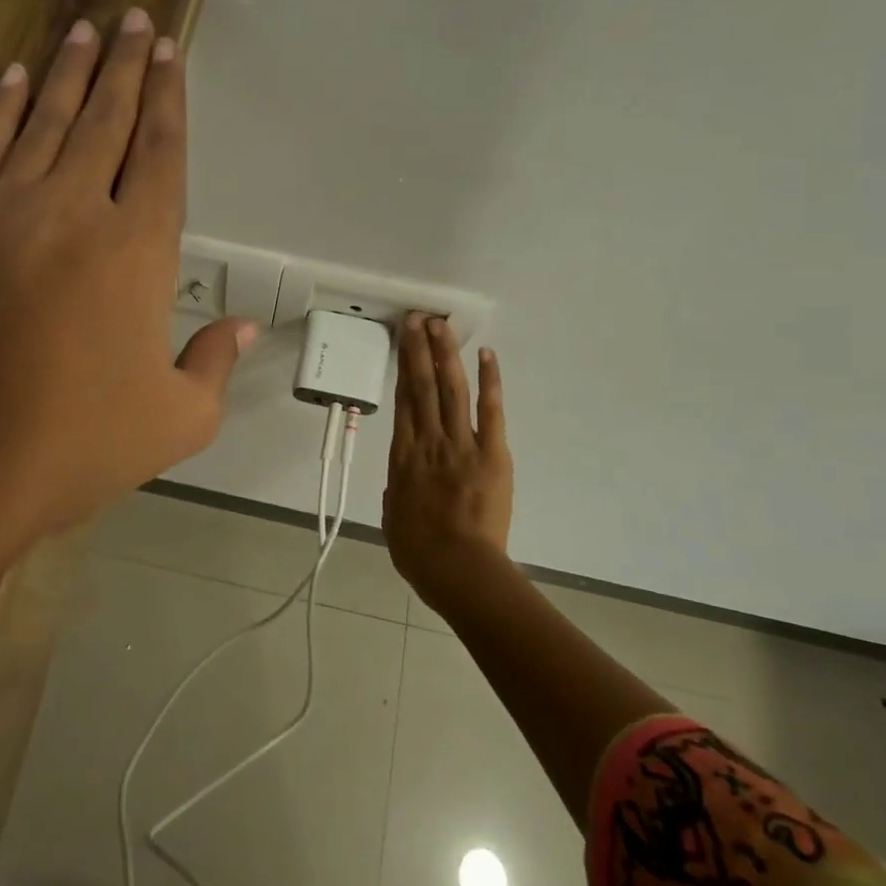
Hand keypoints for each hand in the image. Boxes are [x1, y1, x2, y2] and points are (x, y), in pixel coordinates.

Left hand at [0, 9, 255, 567]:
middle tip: (135, 19)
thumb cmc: (73, 448)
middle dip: (126, 67)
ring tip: (86, 29)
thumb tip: (244, 328)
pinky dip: (2, 108)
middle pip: (107, 120)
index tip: (170, 54)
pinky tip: (15, 78)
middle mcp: (73, 212)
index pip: (161, 155)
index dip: (170, 101)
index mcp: (137, 252)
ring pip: (46, 121)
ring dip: (70, 72)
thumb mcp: (176, 423)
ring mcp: (2, 213)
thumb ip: (214, 365)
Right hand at [382, 314, 513, 603]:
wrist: (458, 568)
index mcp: (402, 456)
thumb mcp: (393, 519)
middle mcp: (428, 440)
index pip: (403, 400)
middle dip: (420, 348)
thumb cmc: (419, 551)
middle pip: (423, 385)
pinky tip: (486, 356)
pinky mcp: (492, 453)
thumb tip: (400, 483)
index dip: (402, 366)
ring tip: (441, 325)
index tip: (403, 340)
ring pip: (451, 389)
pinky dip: (489, 382)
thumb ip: (396, 493)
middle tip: (418, 318)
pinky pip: (490, 412)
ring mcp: (461, 443)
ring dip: (446, 354)